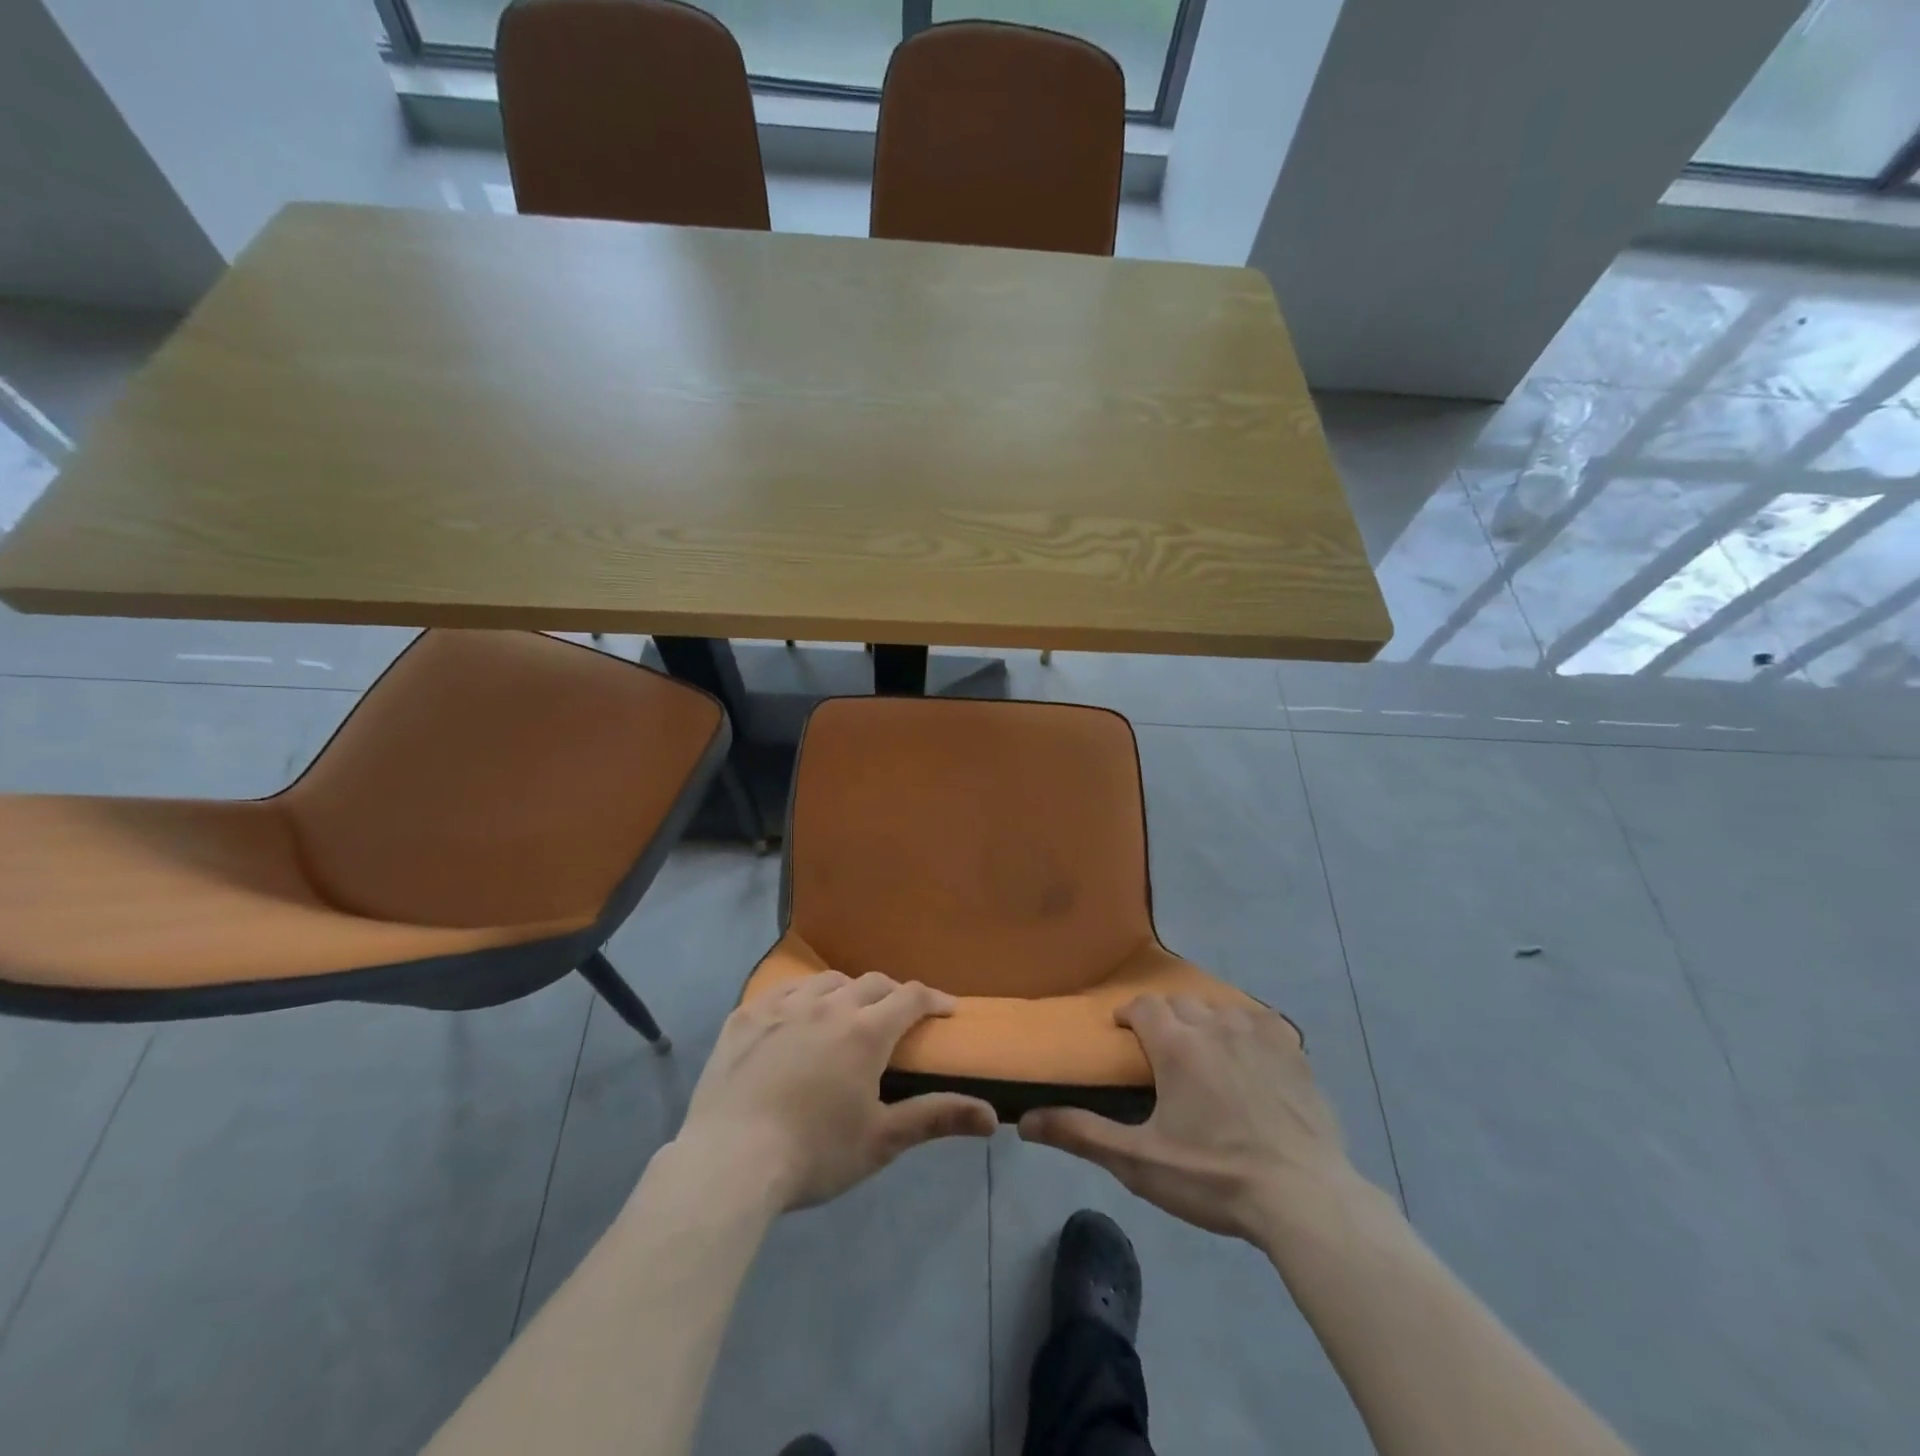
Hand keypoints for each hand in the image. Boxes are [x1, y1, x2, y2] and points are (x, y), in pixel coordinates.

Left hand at [676, 970, 997, 1209]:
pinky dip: (800, 997)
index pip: (911, 998)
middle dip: (893, 994)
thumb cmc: (814, 1154)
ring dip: (847, 991)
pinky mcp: (745, 1016)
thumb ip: (936, 1118)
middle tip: (899, 1016)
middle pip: (871, 983)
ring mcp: (782, 1006)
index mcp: (865, 1032)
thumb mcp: (881, 1141)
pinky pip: (782, 991)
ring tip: (848, 1013)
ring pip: (826, 981)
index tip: (948, 1010)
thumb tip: (992, 1117)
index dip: (935, 999)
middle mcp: (828, 1006)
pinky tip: (796, 1016)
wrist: (729, 1162)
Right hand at [1019, 995, 1356, 1245]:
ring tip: (1202, 1054)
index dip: (1129, 1014)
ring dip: (1204, 1021)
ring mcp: (1260, 1034)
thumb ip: (1082, 1134)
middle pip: (1181, 1002)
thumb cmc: (1215, 1178)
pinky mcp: (1295, 1052)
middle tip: (1161, 1053)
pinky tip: (1249, 1057)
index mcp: (1178, 1045)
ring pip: (1220, 1008)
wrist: (1305, 1200)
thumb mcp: (1140, 1162)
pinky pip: (1261, 1022)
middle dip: (1165, 1018)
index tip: (1123, 1034)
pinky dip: (1246, 1030)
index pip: (1144, 1005)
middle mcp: (1216, 1025)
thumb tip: (1025, 1119)